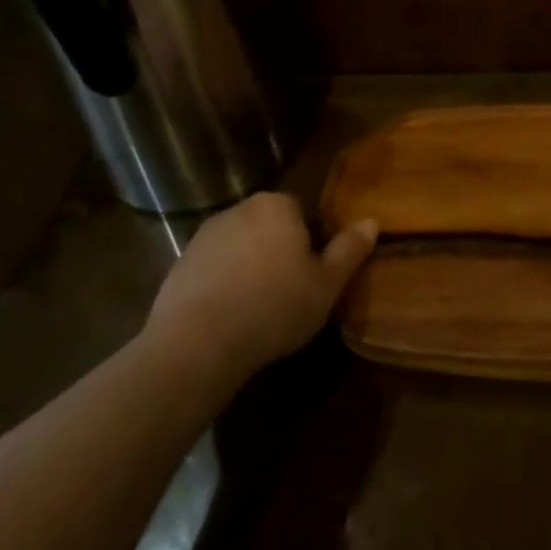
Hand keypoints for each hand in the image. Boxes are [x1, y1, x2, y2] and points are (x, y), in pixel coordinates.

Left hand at [146, 192, 376, 376]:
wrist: (197, 344)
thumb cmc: (274, 307)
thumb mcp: (327, 284)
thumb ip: (350, 249)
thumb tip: (371, 221)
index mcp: (277, 205)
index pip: (302, 210)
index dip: (311, 240)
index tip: (314, 272)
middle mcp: (239, 209)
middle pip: (269, 225)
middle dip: (279, 250)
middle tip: (291, 290)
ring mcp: (204, 236)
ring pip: (241, 246)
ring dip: (250, 267)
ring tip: (260, 307)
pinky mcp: (179, 265)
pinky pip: (214, 268)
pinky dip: (224, 284)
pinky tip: (231, 316)